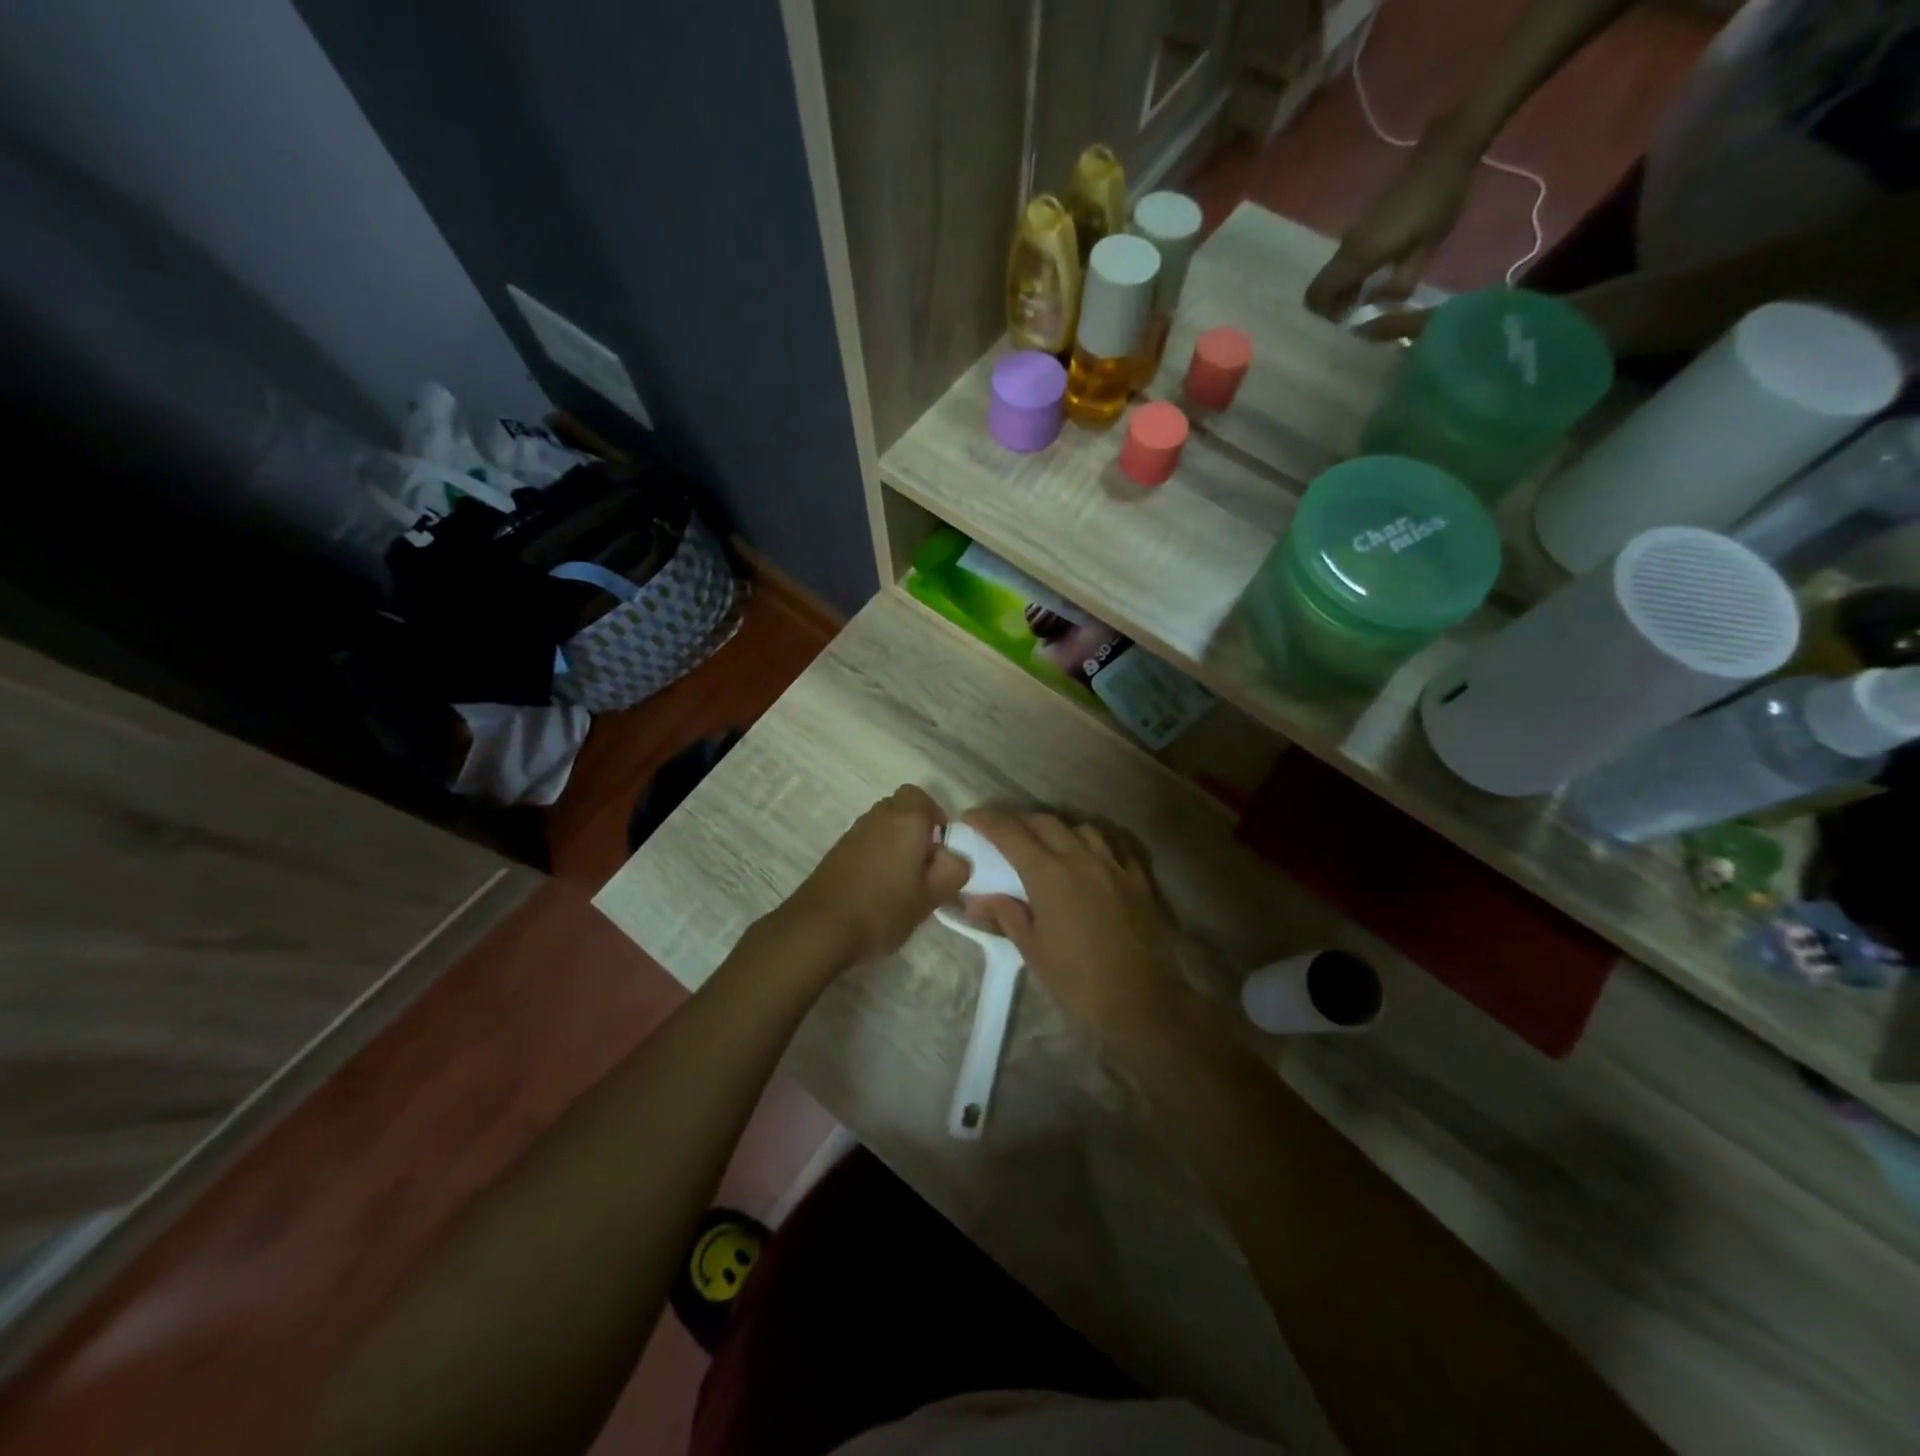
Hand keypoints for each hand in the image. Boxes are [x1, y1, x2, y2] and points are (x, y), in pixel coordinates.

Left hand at [778, 785, 968, 967]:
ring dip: (895, 845)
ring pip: (882, 827)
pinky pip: (866, 843)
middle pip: (901, 809)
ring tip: (903, 882)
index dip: (934, 817)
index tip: (941, 847)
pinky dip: (876, 857)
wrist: (819, 928)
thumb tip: (955, 856)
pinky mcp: (836, 853)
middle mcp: (877, 817)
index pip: (921, 796)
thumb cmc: (883, 908)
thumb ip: (953, 870)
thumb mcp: (932, 895)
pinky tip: (878, 890)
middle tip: (925, 865)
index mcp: (904, 819)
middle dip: (916, 830)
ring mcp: (852, 833)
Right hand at [960, 809, 1190, 1048]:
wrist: (1142, 1002)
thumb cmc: (1078, 981)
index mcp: (1049, 874)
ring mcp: (1114, 866)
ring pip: (1081, 829)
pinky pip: (1115, 847)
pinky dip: (1097, 844)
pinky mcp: (1139, 880)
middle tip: (1003, 832)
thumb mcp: (1033, 951)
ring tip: (1048, 844)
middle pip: (1045, 823)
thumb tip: (977, 900)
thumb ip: (1006, 915)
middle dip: (1019, 821)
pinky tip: (1092, 856)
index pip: (1010, 834)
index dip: (987, 821)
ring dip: (1058, 830)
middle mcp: (1080, 858)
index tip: (971, 818)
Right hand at [1304, 132, 1477, 320]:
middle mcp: (1347, 248)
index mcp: (1360, 256)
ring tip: (1365, 299)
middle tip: (1354, 315)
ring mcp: (1350, 237)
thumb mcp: (1426, 248)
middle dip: (1330, 307)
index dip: (1325, 315)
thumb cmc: (1438, 201)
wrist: (1442, 153)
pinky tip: (1371, 278)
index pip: (1319, 295)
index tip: (1346, 322)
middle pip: (1318, 289)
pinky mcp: (1359, 230)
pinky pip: (1342, 264)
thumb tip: (1377, 306)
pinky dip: (1348, 278)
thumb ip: (1399, 284)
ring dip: (1340, 292)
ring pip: (1330, 277)